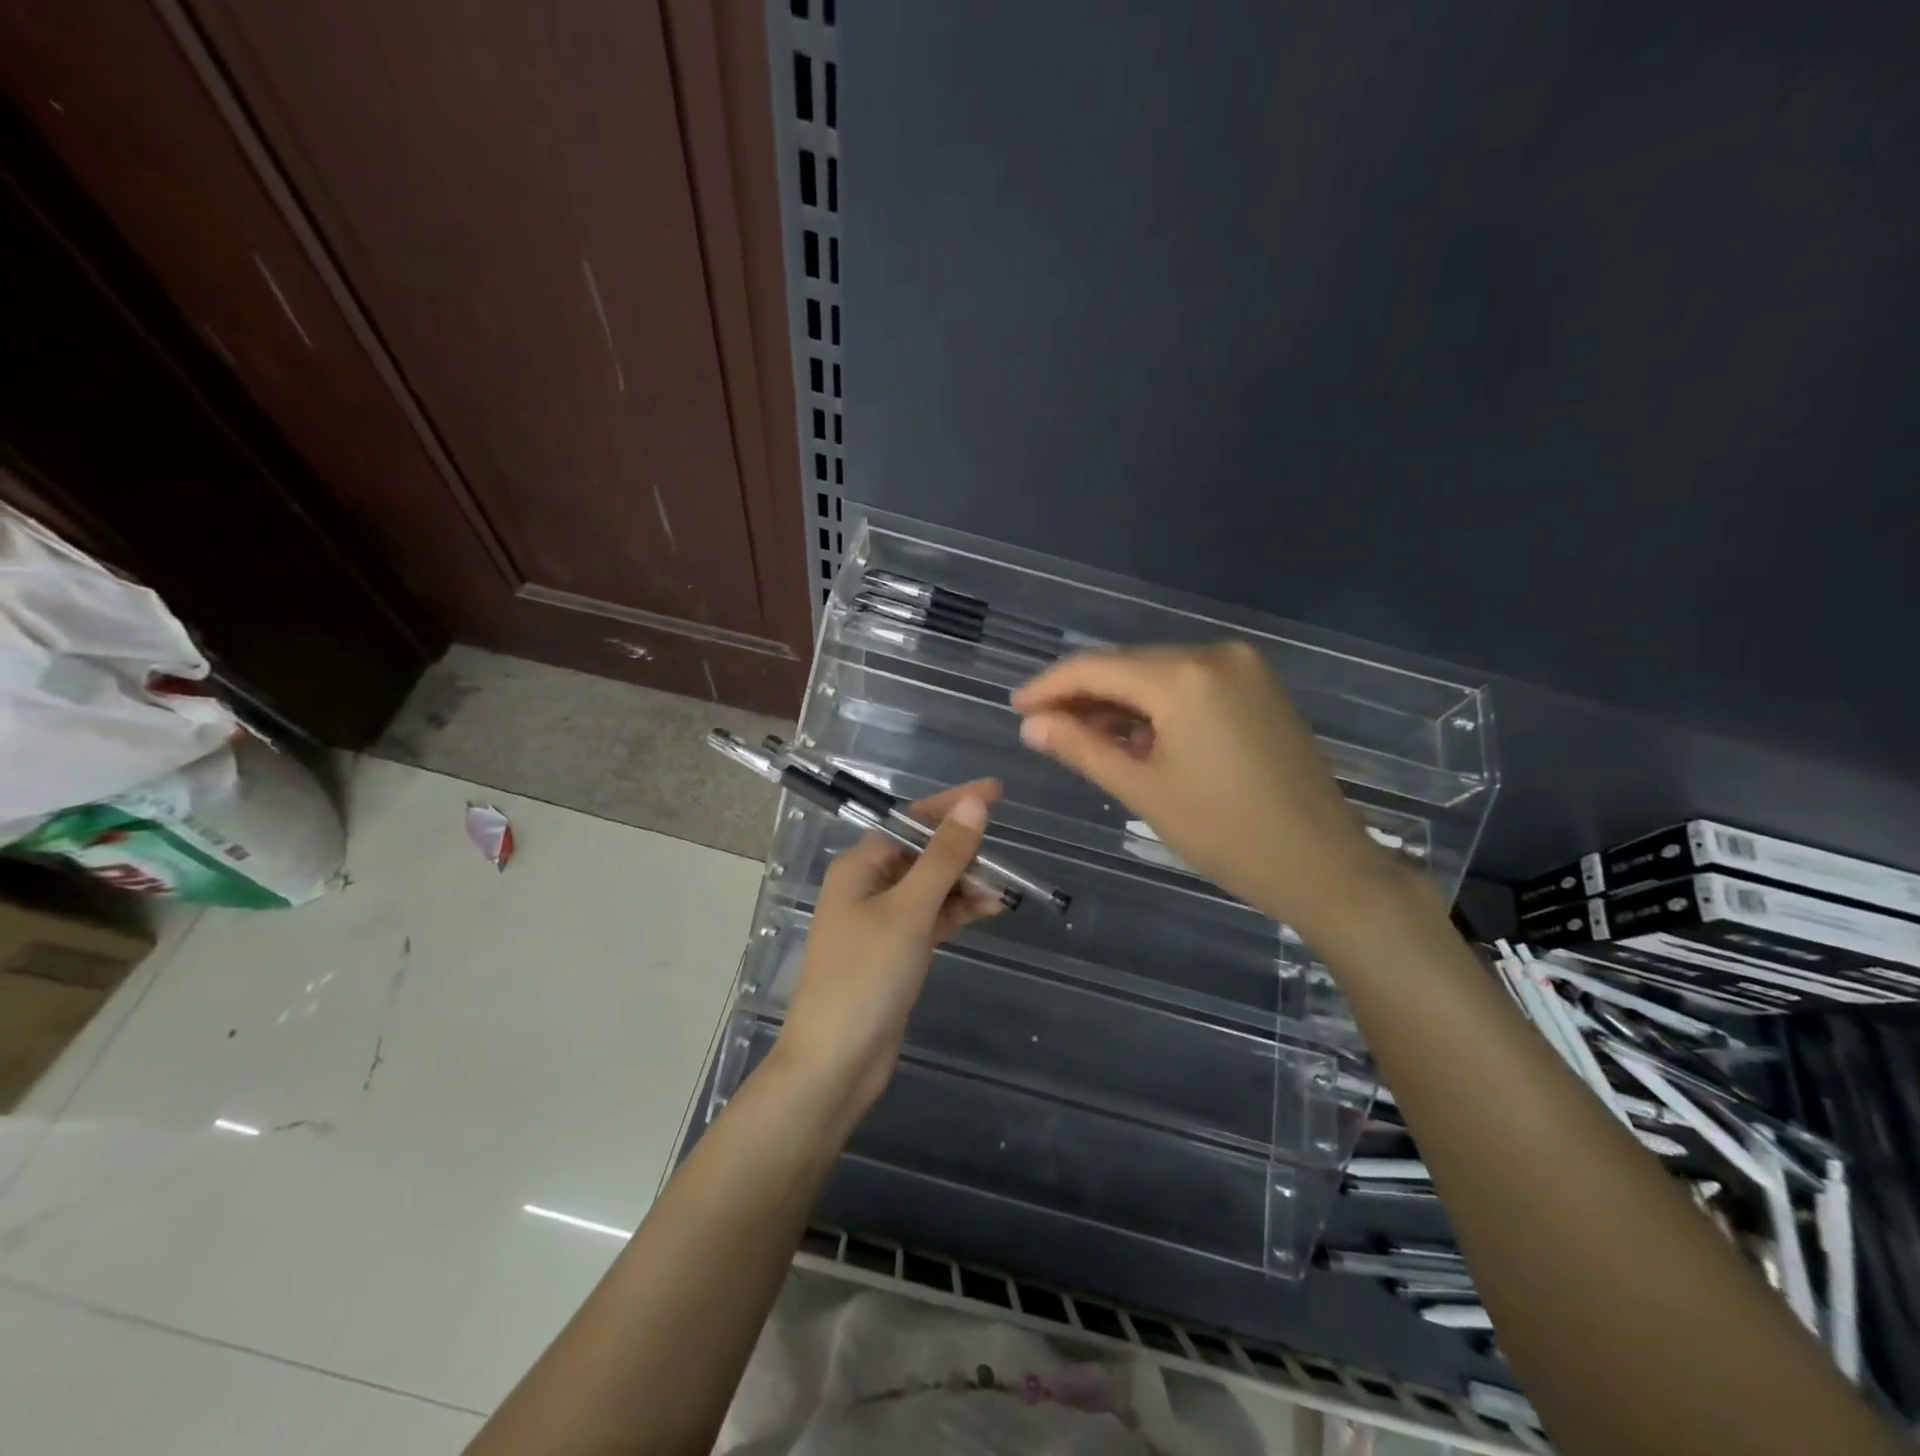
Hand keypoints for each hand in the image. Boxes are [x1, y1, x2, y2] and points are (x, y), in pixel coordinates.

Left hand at [774, 780, 1004, 1125]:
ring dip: (966, 884)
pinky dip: (959, 911)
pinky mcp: (897, 950)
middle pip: (924, 853)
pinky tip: (989, 910)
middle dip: (964, 853)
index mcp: (861, 866)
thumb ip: (944, 856)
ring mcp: (882, 920)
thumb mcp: (909, 910)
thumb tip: (974, 803)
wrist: (837, 1061)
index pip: (912, 822)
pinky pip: (933, 916)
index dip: (954, 805)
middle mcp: (869, 886)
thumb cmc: (866, 976)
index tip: (996, 791)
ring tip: (1004, 891)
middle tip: (1006, 861)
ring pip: (932, 886)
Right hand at [1011, 643, 1394, 936]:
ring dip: (1117, 700)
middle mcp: (1215, 655)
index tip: (1015, 708)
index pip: (1097, 668)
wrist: (1322, 863)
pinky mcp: (1259, 686)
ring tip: (1080, 735)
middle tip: (1041, 727)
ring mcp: (1243, 667)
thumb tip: (1031, 724)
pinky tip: (1131, 734)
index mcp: (1185, 678)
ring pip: (1157, 673)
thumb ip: (1082, 748)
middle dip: (1081, 694)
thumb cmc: (1225, 834)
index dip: (1049, 686)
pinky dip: (1155, 705)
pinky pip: (1189, 683)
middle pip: (1127, 665)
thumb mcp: (1143, 791)